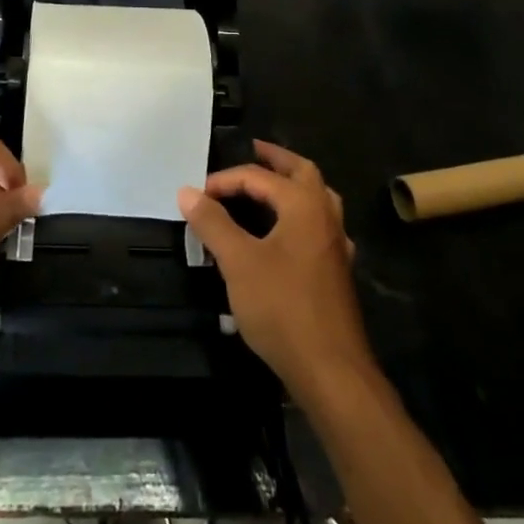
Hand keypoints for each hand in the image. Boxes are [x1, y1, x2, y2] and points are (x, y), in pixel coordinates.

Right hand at [178, 140, 372, 399]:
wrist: (331, 371)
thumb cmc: (283, 308)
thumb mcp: (238, 262)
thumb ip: (213, 223)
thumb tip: (187, 191)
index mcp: (304, 204)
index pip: (259, 177)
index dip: (225, 180)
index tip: (197, 194)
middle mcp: (325, 215)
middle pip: (302, 172)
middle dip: (275, 160)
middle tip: (252, 152)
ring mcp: (336, 244)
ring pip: (317, 198)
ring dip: (291, 186)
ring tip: (267, 187)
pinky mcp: (336, 271)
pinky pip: (318, 226)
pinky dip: (299, 216)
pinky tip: (285, 234)